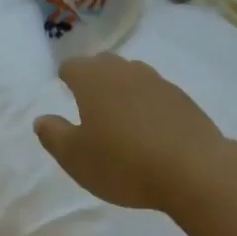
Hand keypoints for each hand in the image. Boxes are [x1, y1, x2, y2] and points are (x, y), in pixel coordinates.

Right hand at [34, 54, 226, 210]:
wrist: (194, 171)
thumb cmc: (124, 163)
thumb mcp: (75, 157)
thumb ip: (53, 135)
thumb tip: (42, 119)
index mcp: (94, 80)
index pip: (72, 65)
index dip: (66, 77)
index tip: (63, 90)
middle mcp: (125, 71)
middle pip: (104, 64)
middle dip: (93, 77)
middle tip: (88, 101)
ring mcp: (158, 82)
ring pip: (132, 75)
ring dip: (122, 88)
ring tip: (119, 114)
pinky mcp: (183, 100)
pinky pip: (156, 93)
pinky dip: (147, 104)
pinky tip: (150, 129)